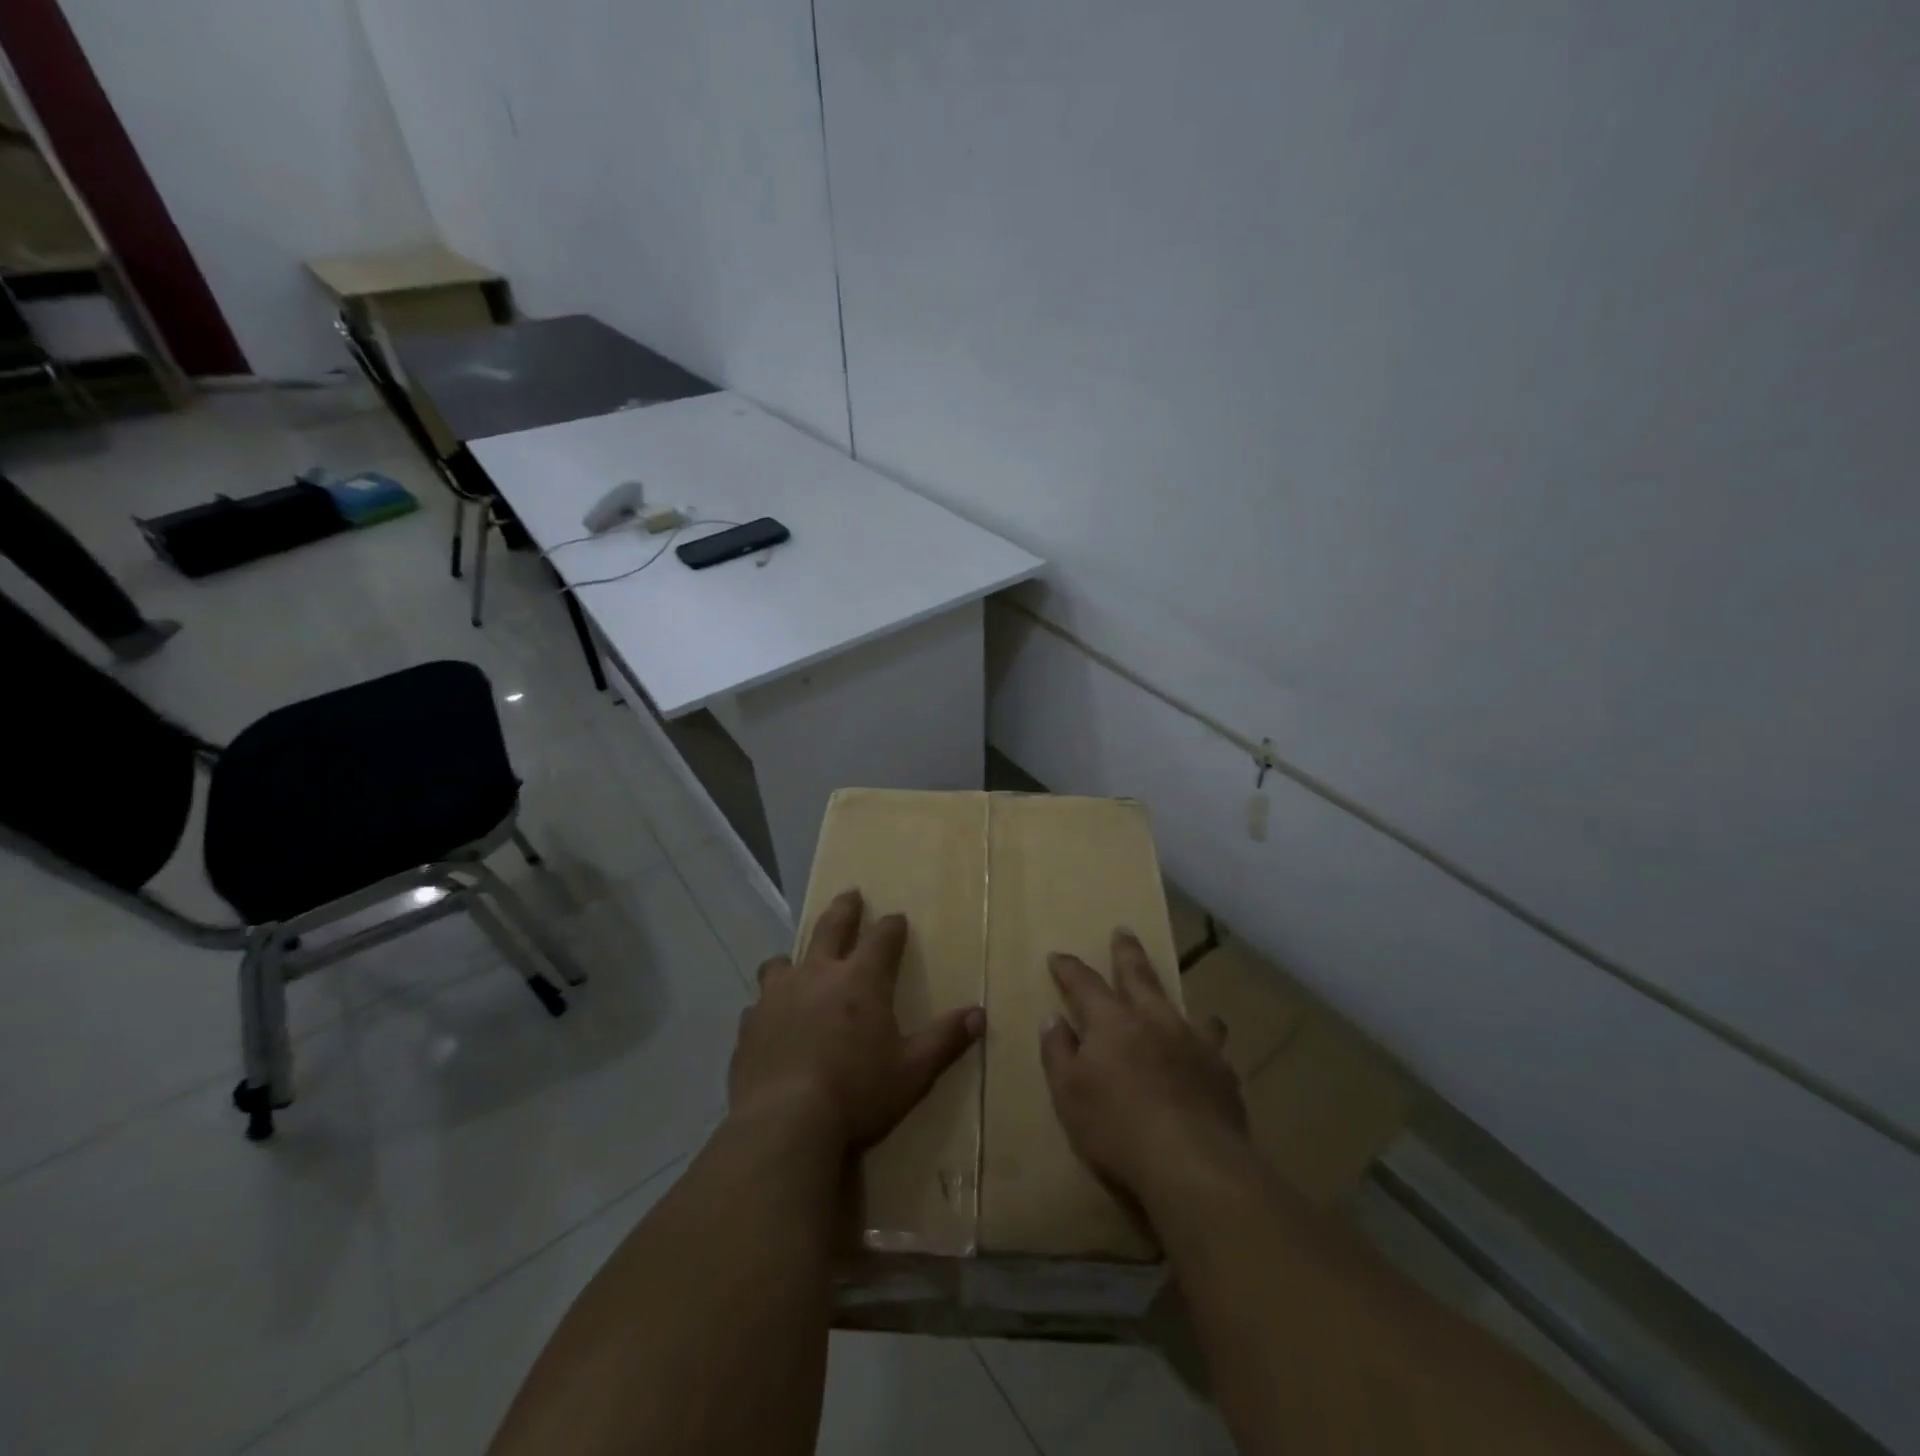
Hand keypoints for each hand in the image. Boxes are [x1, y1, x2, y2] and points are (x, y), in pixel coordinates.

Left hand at [733, 889, 984, 1153]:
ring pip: (782, 961)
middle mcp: (817, 975)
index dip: (892, 926)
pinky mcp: (749, 1026)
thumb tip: (979, 1014)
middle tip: (850, 894)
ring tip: (797, 963)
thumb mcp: (913, 1070)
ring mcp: (778, 997)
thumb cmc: (858, 1093)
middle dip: (845, 909)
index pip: (882, 938)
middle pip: (831, 928)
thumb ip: (945, 1040)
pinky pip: (758, 1005)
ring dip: (794, 958)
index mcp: (860, 980)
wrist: (784, 1123)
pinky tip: (771, 1021)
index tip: (897, 918)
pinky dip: (769, 1006)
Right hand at [1041, 930, 1252, 1202]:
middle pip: (1139, 976)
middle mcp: (1154, 1020)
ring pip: (1186, 1009)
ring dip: (1178, 1003)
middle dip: (1127, 953)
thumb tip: (1054, 1018)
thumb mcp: (1069, 1093)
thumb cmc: (1118, 1128)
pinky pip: (1215, 1048)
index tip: (1058, 956)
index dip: (1069, 969)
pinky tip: (1210, 1057)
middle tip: (1124, 932)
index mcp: (1112, 1022)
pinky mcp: (1222, 1072)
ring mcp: (1194, 1043)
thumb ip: (1059, 1052)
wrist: (1193, 1164)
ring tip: (1183, 1004)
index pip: (1085, 983)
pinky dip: (1207, 1046)